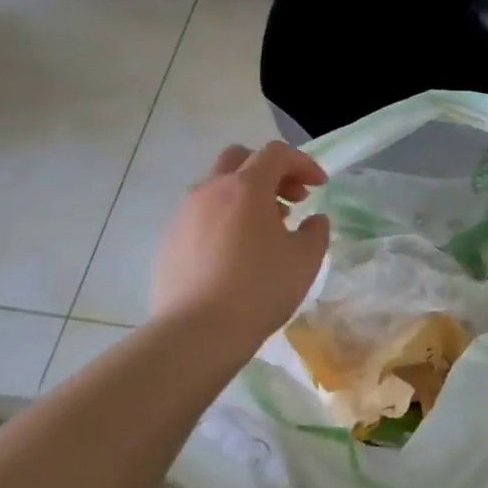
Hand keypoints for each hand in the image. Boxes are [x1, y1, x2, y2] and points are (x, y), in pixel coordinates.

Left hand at [152, 142, 330, 355]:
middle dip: (270, 171)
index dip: (302, 163)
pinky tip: (234, 253)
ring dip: (245, 196)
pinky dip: (223, 219)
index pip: (276, 154)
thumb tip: (314, 220)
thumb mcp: (304, 260)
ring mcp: (184, 214)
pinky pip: (200, 215)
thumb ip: (315, 232)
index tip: (319, 186)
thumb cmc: (259, 289)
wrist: (196, 333)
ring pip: (217, 187)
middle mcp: (210, 190)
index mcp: (246, 188)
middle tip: (291, 199)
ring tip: (264, 229)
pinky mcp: (169, 240)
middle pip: (240, 159)